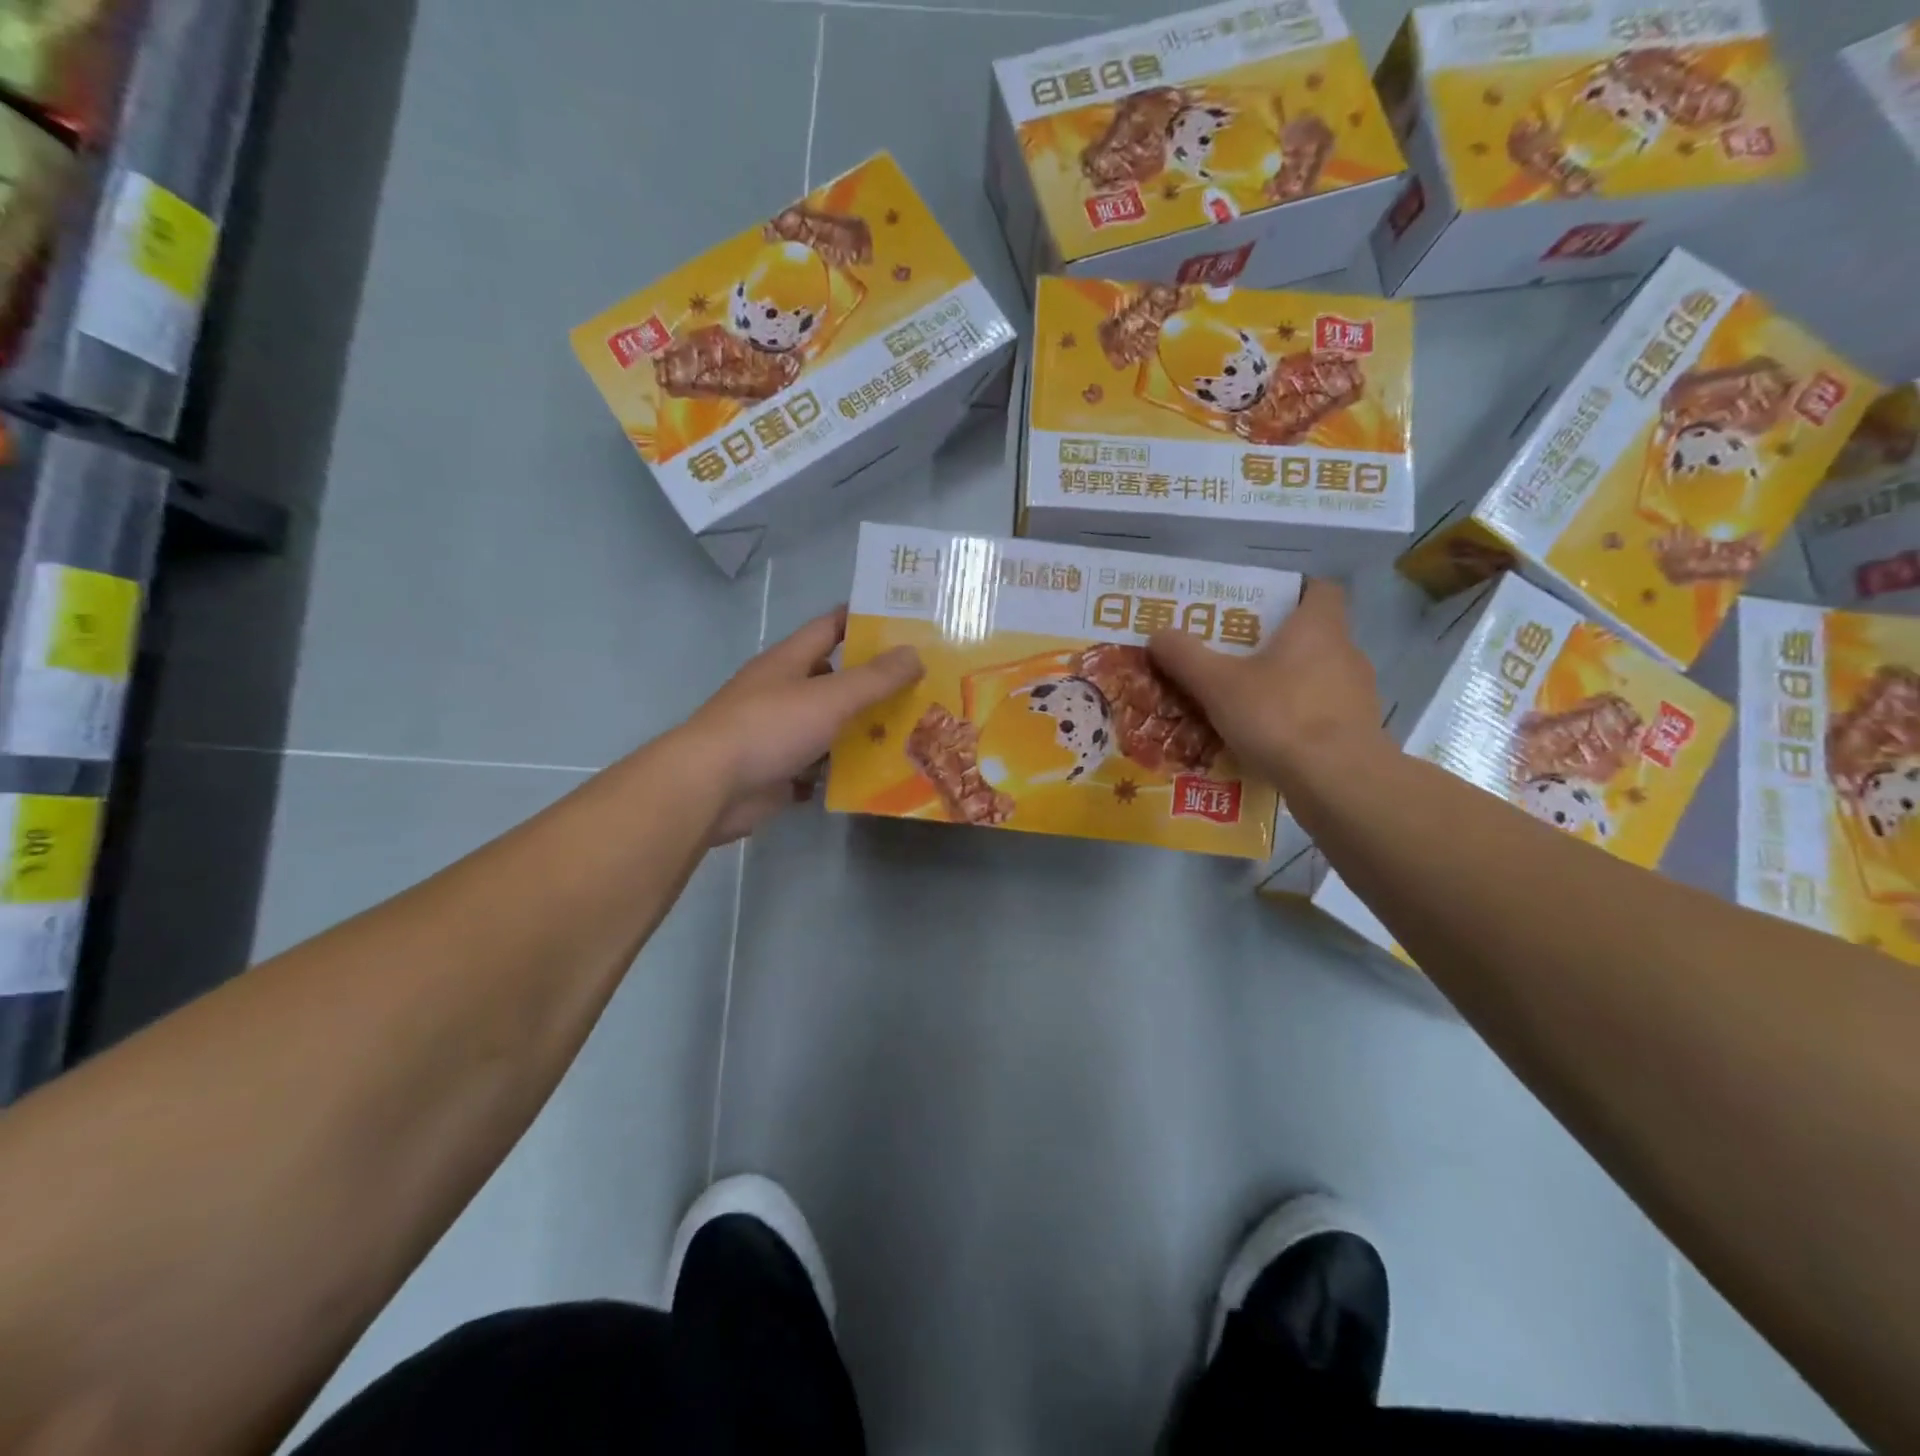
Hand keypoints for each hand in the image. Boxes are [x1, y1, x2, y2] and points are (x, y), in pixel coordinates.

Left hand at [688, 607, 922, 842]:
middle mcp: (783, 691)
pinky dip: (845, 769)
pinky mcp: (780, 771)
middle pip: (834, 678)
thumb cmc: (769, 727)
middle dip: (873, 682)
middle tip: (921, 685)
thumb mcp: (830, 697)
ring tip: (911, 731)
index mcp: (789, 661)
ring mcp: (780, 733)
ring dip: (863, 730)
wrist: (711, 787)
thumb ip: (874, 678)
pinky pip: (821, 766)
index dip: (862, 621)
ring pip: (830, 725)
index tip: (903, 623)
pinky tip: (879, 775)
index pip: (829, 627)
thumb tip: (915, 653)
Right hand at [1148, 579, 1383, 793]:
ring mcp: (1358, 695)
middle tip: (1235, 657)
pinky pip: (1322, 715)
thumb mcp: (1217, 684)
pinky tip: (1267, 740)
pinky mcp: (1358, 733)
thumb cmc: (1279, 716)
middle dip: (1277, 644)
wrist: (1338, 782)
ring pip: (1318, 677)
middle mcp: (1346, 653)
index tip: (1260, 607)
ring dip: (1287, 685)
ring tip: (1246, 703)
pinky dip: (1298, 720)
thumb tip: (1158, 634)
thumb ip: (1185, 656)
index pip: (1320, 590)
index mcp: (1318, 628)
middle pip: (1314, 636)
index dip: (1293, 592)